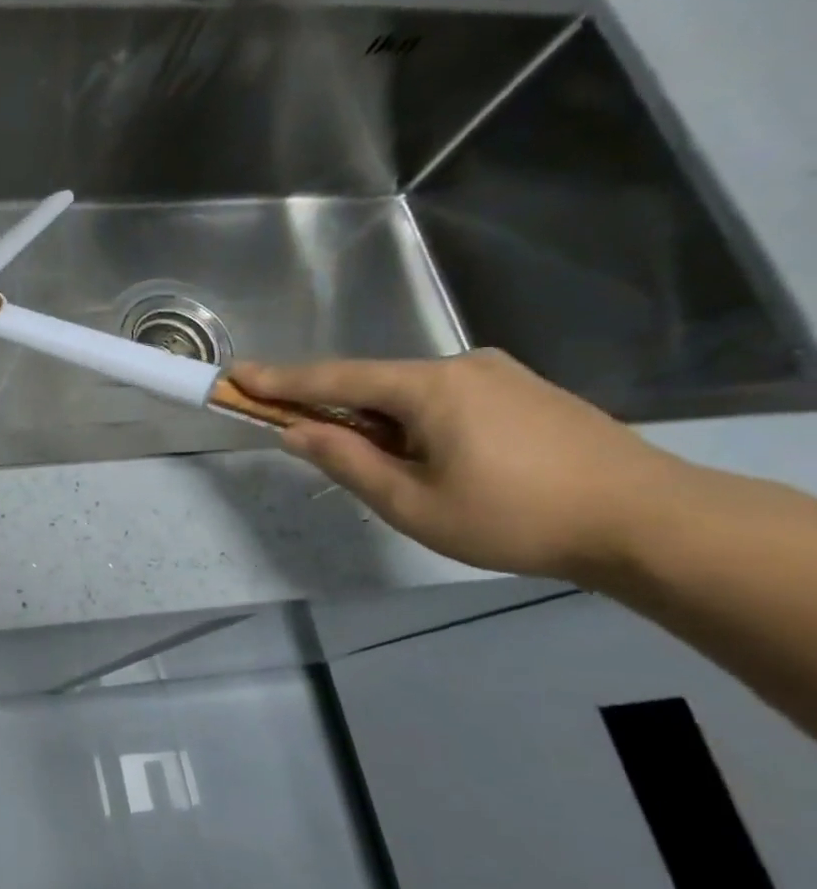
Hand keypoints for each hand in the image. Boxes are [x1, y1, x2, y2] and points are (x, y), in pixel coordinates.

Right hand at [228, 349, 691, 583]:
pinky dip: (417, 424)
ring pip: (413, 395)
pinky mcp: (528, 394)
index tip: (236, 374)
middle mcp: (463, 366)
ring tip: (396, 476)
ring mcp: (502, 376)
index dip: (280, 380)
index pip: (335, 378)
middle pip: (374, 384)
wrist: (651, 522)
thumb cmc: (514, 517)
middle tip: (310, 444)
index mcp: (430, 387)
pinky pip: (448, 401)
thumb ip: (347, 461)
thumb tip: (297, 431)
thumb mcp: (411, 502)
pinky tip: (437, 463)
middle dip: (335, 410)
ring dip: (381, 425)